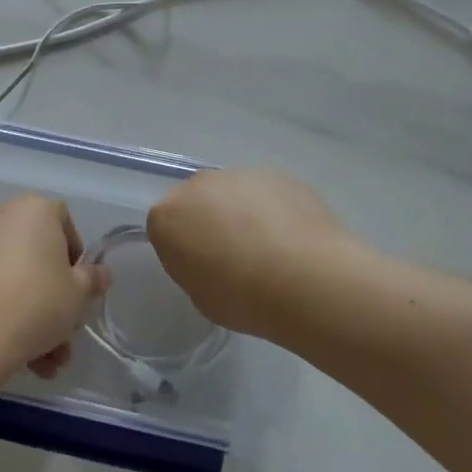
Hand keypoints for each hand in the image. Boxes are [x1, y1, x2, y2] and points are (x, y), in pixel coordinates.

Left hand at [0, 195, 109, 374]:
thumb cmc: (36, 302)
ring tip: (44, 362)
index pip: (62, 219)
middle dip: (53, 295)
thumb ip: (91, 280)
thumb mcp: (77, 294)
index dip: (75, 253)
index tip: (79, 286)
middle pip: (36, 254)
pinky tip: (19, 355)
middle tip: (63, 331)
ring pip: (13, 277)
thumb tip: (101, 273)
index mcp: (33, 209)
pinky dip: (3, 313)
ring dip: (32, 316)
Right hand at [147, 168, 347, 339]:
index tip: (202, 268)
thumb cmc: (243, 298)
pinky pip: (265, 192)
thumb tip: (211, 257)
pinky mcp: (277, 174)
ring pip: (232, 192)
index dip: (183, 248)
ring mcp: (239, 174)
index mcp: (167, 215)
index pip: (164, 227)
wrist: (306, 280)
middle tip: (234, 256)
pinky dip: (273, 209)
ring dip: (242, 212)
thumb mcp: (201, 296)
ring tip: (270, 247)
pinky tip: (292, 237)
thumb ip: (195, 267)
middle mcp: (197, 185)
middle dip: (209, 221)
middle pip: (196, 201)